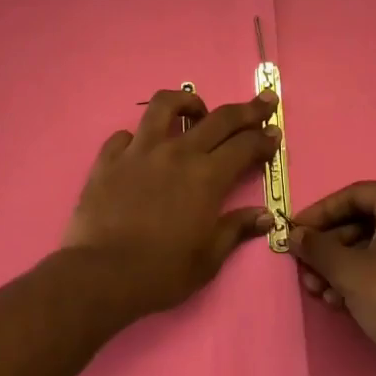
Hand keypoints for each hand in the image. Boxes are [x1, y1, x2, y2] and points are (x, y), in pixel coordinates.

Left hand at [63, 88, 279, 316]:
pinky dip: (139, 137)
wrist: (100, 275)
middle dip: (247, 109)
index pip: (245, 145)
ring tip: (196, 111)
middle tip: (263, 100)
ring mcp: (140, 151)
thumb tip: (265, 216)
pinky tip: (142, 149)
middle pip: (219, 118)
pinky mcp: (109, 158)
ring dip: (188, 103)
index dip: (264, 137)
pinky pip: (126, 135)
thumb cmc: (161, 272)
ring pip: (166, 105)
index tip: (275, 133)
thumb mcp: (208, 259)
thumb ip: (236, 229)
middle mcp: (177, 153)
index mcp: (207, 177)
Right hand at [292, 181, 375, 375]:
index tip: (294, 233)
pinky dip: (366, 274)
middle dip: (329, 248)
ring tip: (319, 292)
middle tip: (305, 270)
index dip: (318, 215)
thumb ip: (317, 247)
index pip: (352, 196)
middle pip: (363, 221)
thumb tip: (294, 235)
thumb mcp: (348, 272)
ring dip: (343, 266)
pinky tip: (342, 300)